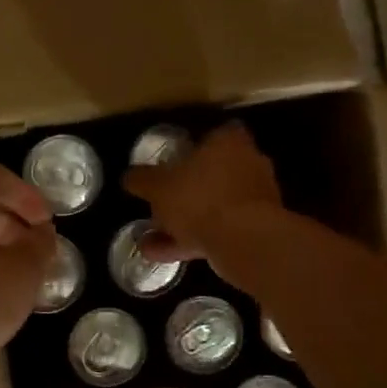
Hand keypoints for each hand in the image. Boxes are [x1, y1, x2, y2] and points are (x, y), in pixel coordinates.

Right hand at [124, 121, 282, 264]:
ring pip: (213, 206)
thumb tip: (129, 176)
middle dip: (186, 191)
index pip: (214, 134)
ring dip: (185, 221)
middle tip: (160, 204)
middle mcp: (249, 164)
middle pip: (212, 173)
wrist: (245, 242)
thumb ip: (142, 179)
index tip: (173, 161)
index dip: (193, 146)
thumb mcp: (157, 186)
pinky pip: (220, 230)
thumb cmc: (200, 198)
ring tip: (152, 238)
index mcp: (228, 141)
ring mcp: (256, 198)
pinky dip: (194, 240)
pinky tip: (165, 253)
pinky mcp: (258, 228)